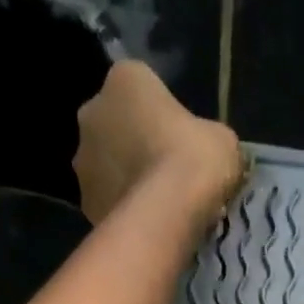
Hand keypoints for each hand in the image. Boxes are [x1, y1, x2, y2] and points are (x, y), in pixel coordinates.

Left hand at [73, 61, 243, 225]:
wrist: (165, 216)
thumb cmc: (194, 160)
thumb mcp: (220, 139)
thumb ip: (205, 136)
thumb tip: (205, 151)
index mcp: (125, 79)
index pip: (142, 87)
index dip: (162, 113)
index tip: (179, 138)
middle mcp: (92, 111)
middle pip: (115, 124)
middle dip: (134, 143)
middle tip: (164, 170)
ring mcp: (82, 161)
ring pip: (106, 165)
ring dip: (123, 177)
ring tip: (154, 203)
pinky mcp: (83, 203)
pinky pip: (106, 200)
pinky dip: (120, 208)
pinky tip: (144, 223)